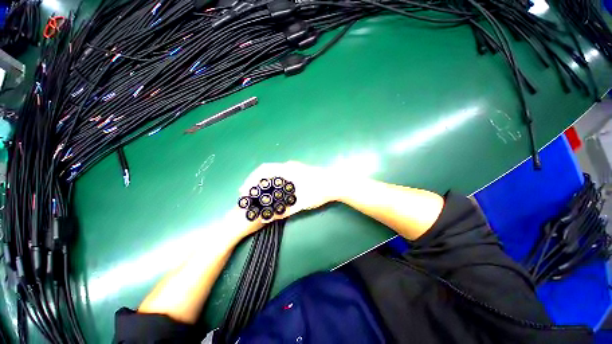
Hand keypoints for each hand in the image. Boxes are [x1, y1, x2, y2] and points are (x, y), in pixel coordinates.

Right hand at [237, 161, 341, 232]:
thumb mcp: (302, 202)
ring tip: (258, 193)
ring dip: (265, 181)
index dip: (251, 179)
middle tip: (249, 194)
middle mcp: (289, 166)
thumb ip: (285, 211)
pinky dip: (274, 181)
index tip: (245, 190)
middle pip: (267, 170)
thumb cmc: (320, 191)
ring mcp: (295, 167)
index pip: (264, 170)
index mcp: (288, 170)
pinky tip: (274, 191)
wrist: (336, 183)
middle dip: (256, 181)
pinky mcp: (299, 171)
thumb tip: (268, 219)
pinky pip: (282, 174)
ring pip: (274, 172)